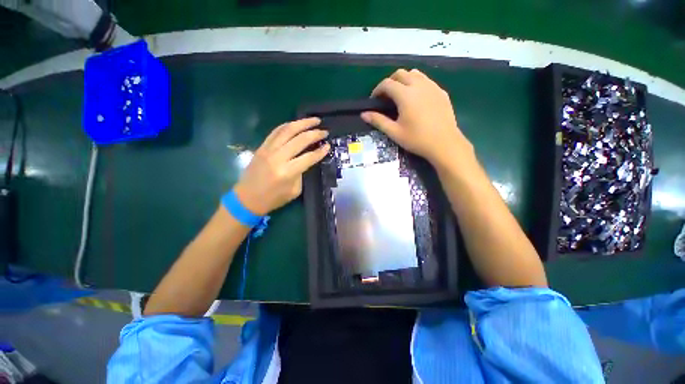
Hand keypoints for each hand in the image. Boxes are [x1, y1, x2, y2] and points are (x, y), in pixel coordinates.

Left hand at [233, 118, 329, 215]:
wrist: (247, 198)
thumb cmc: (273, 198)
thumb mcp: (294, 190)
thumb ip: (302, 173)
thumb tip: (307, 159)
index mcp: (288, 172)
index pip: (309, 157)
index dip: (320, 151)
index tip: (328, 146)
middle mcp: (278, 157)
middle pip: (300, 140)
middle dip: (315, 134)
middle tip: (325, 131)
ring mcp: (268, 149)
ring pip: (287, 130)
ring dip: (302, 123)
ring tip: (314, 120)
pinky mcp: (262, 146)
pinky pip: (276, 131)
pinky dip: (287, 125)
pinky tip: (296, 123)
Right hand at [361, 69, 472, 165]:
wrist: (444, 144)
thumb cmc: (417, 139)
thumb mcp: (394, 132)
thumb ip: (378, 121)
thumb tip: (363, 114)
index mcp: (405, 95)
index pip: (387, 83)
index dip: (377, 89)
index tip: (374, 99)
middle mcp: (419, 85)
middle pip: (400, 73)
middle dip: (390, 82)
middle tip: (386, 97)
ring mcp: (432, 87)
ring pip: (415, 74)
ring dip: (404, 80)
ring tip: (401, 95)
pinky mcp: (441, 92)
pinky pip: (426, 81)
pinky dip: (417, 84)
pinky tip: (417, 99)